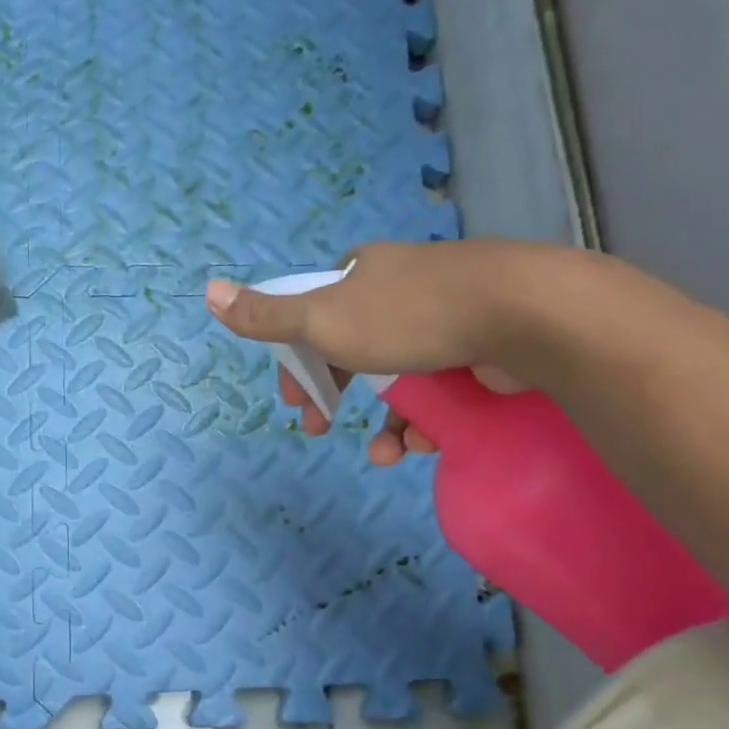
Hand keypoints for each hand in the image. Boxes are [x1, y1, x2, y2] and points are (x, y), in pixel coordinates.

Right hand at [205, 238, 545, 464]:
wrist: (520, 313)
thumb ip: (266, 315)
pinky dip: (425, 420)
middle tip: (322, 430)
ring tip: (386, 455)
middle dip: (336, 395)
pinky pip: (438, 388)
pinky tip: (421, 444)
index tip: (294, 397)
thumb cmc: (407, 316)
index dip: (298, 358)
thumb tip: (207, 291)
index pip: (313, 314)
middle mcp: (399, 288)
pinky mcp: (480, 345)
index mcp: (361, 273)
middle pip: (352, 349)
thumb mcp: (322, 318)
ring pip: (398, 377)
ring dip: (385, 422)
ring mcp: (444, 316)